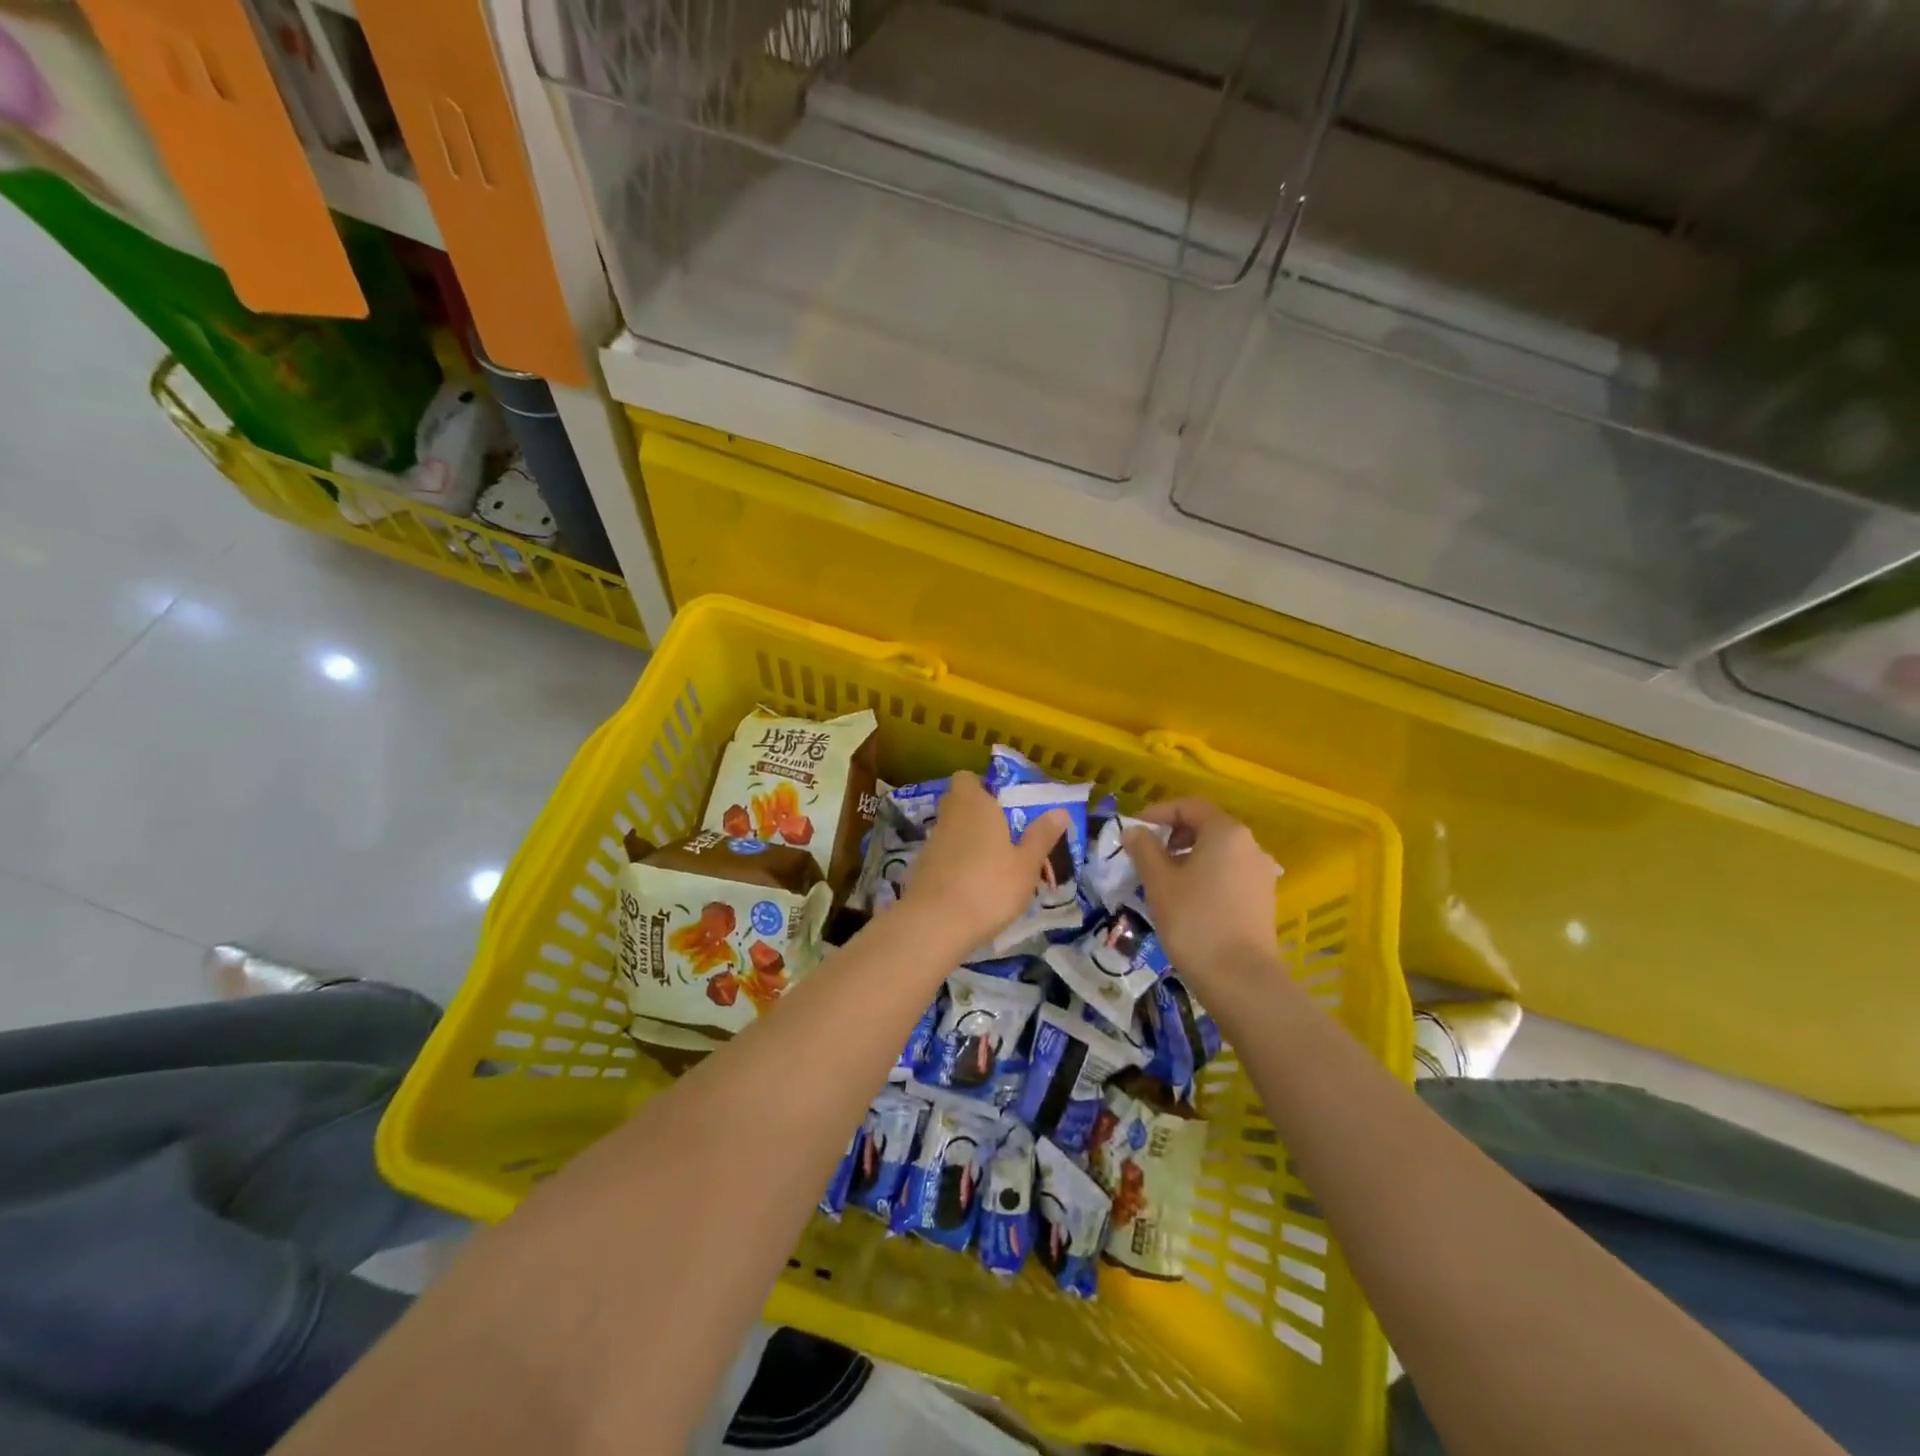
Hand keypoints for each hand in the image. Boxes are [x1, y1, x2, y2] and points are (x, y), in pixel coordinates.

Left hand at [900, 772, 1066, 949]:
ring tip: (997, 867)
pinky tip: (975, 887)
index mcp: (974, 803)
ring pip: (953, 831)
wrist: (936, 923)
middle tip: (1007, 835)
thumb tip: (1059, 811)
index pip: (966, 778)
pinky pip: (944, 856)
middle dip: (979, 814)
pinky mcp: (922, 869)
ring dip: (970, 841)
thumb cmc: (990, 885)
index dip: (982, 786)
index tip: (1003, 803)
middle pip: (959, 803)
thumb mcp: (1027, 864)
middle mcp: (949, 816)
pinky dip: (958, 864)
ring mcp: (932, 843)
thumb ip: (1041, 836)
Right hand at [1125, 799, 1279, 996]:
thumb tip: (1133, 831)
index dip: (1158, 813)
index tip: (1134, 831)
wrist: (1241, 980)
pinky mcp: (1262, 899)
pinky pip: (1229, 874)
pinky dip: (1205, 876)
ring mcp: (1260, 873)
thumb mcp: (1159, 882)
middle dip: (1172, 835)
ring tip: (1161, 880)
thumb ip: (1144, 849)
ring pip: (1218, 852)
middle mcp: (1249, 845)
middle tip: (1145, 855)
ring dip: (1187, 857)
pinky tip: (1186, 900)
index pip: (1189, 806)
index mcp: (1226, 832)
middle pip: (1206, 826)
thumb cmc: (1194, 921)